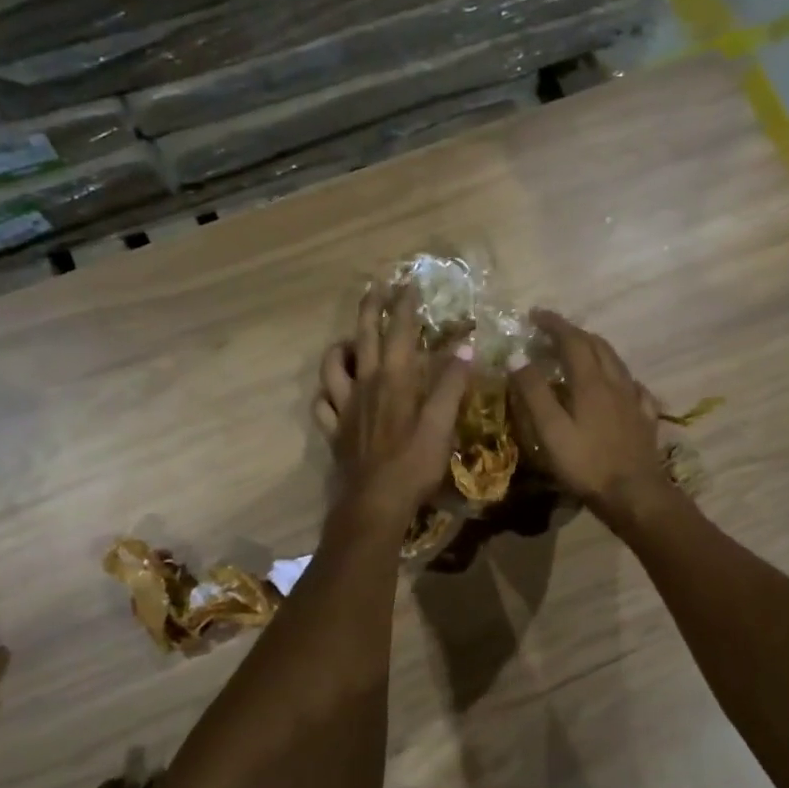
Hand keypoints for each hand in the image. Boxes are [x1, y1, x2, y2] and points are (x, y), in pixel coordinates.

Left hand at [316, 284, 471, 532]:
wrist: (374, 504)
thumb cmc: (414, 464)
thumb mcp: (442, 424)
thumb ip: (452, 384)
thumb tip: (466, 346)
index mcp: (395, 380)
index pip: (400, 331)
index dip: (405, 305)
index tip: (410, 283)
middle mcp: (366, 384)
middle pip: (363, 336)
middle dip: (371, 308)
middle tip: (376, 287)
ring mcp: (345, 407)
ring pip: (332, 365)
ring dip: (341, 346)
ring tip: (351, 341)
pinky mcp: (334, 430)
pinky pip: (322, 402)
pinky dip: (327, 391)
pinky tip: (334, 391)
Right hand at [509, 310, 675, 528]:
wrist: (634, 494)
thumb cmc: (587, 464)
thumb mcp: (551, 430)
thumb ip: (534, 392)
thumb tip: (517, 356)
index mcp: (591, 382)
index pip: (572, 340)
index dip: (554, 324)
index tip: (535, 315)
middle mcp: (616, 382)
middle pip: (597, 345)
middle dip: (574, 333)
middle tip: (553, 332)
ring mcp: (634, 400)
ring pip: (616, 362)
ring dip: (595, 349)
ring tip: (579, 352)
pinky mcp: (645, 418)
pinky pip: (632, 386)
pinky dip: (617, 376)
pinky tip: (616, 385)